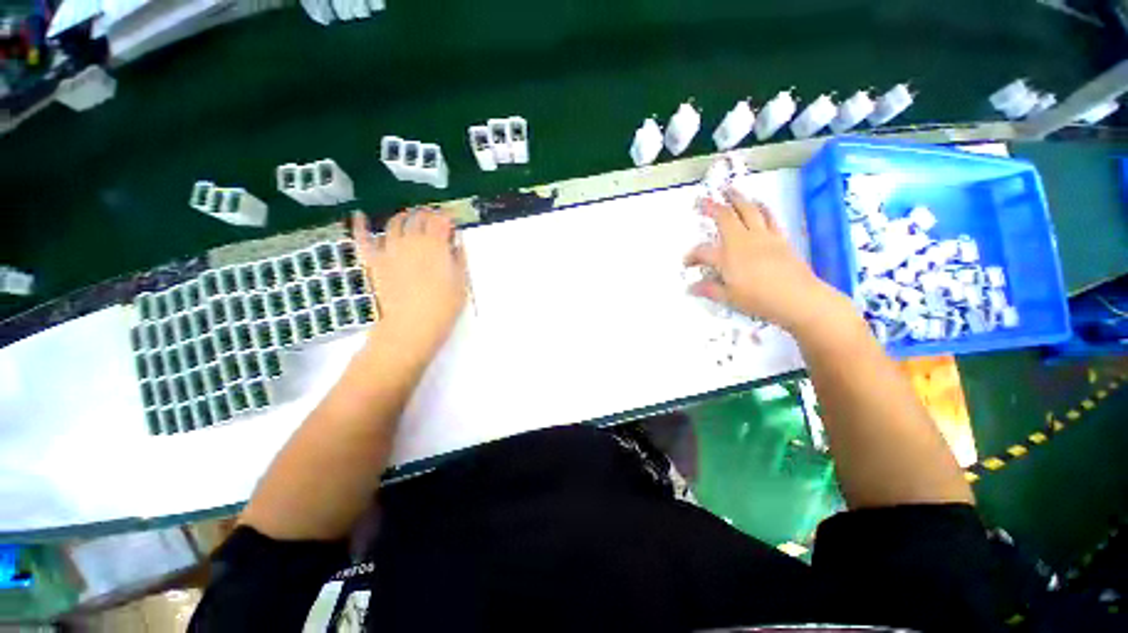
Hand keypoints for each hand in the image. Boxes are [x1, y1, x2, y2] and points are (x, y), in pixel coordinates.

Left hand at [352, 209, 466, 354]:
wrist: (411, 327)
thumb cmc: (443, 308)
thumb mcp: (461, 284)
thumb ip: (459, 259)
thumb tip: (456, 243)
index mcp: (436, 245)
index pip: (442, 221)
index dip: (448, 218)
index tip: (452, 223)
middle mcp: (412, 240)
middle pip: (420, 217)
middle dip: (429, 214)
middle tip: (435, 219)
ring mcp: (390, 249)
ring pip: (395, 222)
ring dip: (405, 216)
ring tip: (411, 218)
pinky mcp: (374, 261)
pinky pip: (363, 238)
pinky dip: (361, 225)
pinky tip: (360, 215)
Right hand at [685, 188, 842, 332]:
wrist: (797, 298)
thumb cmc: (759, 299)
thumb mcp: (729, 298)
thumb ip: (709, 289)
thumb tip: (691, 288)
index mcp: (727, 256)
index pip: (703, 252)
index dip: (691, 256)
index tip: (687, 263)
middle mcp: (743, 240)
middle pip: (727, 217)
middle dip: (713, 207)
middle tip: (704, 199)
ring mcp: (763, 237)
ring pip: (749, 211)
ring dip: (738, 199)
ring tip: (731, 191)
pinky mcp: (780, 238)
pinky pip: (769, 217)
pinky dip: (762, 208)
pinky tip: (759, 205)